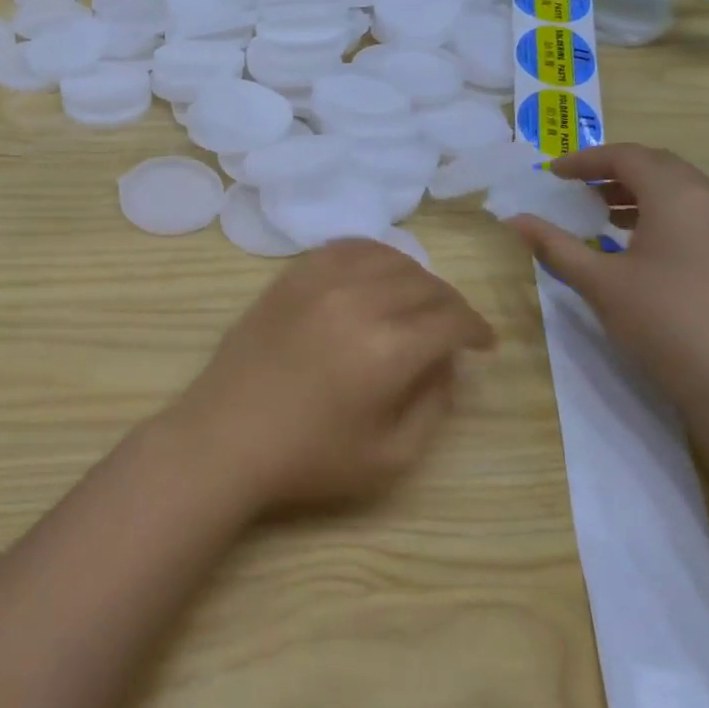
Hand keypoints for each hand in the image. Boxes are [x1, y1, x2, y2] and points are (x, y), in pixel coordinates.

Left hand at [161, 240, 494, 514]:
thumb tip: (448, 363)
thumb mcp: (391, 456)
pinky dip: (370, 255)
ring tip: (417, 301)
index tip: (483, 344)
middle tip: (452, 329)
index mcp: (389, 348)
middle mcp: (358, 301)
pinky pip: (342, 249)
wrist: (225, 437)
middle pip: (424, 283)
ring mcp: (319, 282)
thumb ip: (434, 405)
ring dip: (414, 276)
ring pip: (387, 257)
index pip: (452, 319)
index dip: (476, 329)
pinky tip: (373, 275)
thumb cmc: (309, 458)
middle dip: (450, 304)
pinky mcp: (290, 278)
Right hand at [508, 144, 708, 452]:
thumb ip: (555, 245)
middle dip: (614, 171)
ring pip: (682, 192)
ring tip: (601, 213)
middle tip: (576, 186)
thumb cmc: (663, 321)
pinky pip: (696, 216)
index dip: (586, 160)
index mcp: (679, 196)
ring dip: (639, 193)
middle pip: (660, 167)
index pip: (628, 157)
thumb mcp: (598, 282)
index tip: (552, 173)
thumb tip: (515, 220)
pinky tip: (637, 246)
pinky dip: (661, 214)